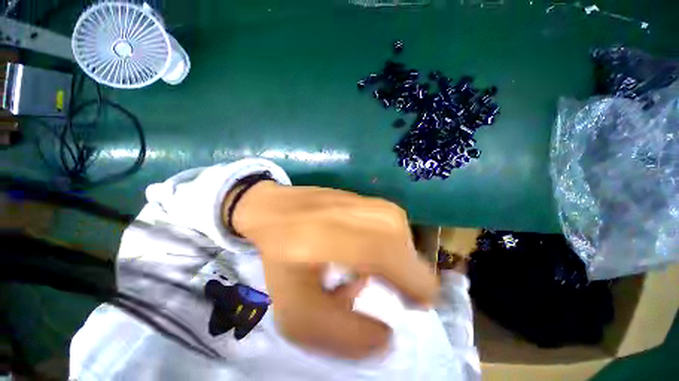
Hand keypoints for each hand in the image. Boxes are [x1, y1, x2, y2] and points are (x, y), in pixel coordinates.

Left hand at [226, 181, 437, 358]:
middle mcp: (377, 219)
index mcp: (356, 242)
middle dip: (397, 281)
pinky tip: (359, 246)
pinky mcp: (373, 202)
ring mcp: (377, 205)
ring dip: (389, 264)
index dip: (412, 297)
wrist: (276, 210)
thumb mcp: (299, 311)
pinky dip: (384, 245)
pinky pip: (394, 232)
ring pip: (404, 247)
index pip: (417, 277)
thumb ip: (345, 334)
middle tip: (367, 284)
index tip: (396, 303)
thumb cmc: (282, 257)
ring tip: (360, 266)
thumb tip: (388, 336)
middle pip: (412, 264)